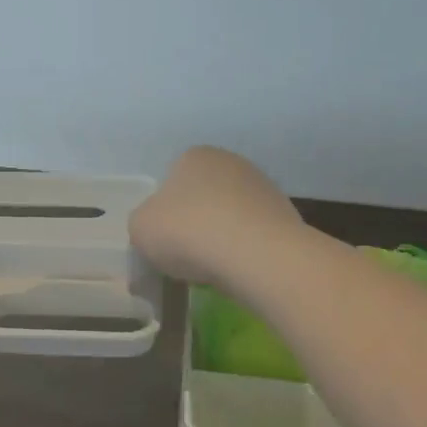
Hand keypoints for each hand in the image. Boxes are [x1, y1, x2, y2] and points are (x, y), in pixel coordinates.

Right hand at [130, 146, 305, 287]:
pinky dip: (245, 250)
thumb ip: (143, 223)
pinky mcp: (286, 216)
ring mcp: (263, 187)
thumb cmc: (188, 232)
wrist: (257, 255)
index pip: (171, 181)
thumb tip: (157, 228)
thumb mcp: (141, 228)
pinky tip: (239, 270)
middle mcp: (231, 162)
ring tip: (214, 268)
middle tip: (186, 255)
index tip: (164, 239)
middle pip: (203, 197)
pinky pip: (253, 235)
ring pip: (230, 216)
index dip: (165, 213)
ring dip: (221, 237)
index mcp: (194, 156)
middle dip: (195, 223)